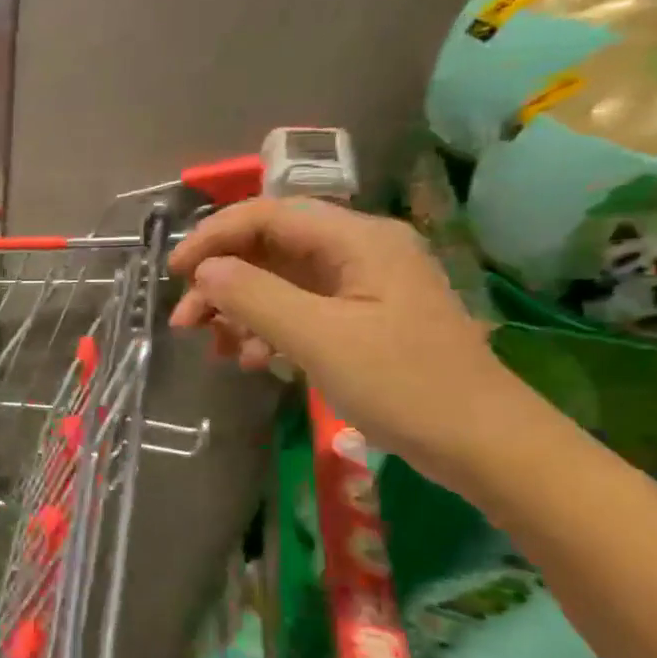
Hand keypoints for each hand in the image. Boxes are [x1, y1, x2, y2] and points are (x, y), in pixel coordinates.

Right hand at [167, 198, 531, 482]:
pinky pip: (298, 309)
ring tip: (218, 348)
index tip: (174, 273)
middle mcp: (358, 251)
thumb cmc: (404, 384)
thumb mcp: (320, 338)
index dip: (214, 236)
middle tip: (186, 322)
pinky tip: (254, 360)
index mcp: (358, 239)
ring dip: (240, 309)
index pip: (268, 214)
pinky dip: (266, 329)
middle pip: (270, 247)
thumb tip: (204, 271)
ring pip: (279, 281)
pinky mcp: (360, 319)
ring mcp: (360, 286)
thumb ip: (255, 296)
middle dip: (222, 280)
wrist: (481, 443)